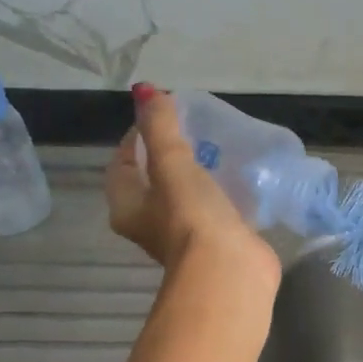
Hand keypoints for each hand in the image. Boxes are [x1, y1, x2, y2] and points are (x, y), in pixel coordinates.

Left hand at [108, 85, 280, 292]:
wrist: (229, 271)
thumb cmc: (191, 217)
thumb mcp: (172, 164)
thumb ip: (161, 127)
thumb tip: (146, 91)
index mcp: (127, 206)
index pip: (123, 163)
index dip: (137, 137)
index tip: (162, 115)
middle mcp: (150, 223)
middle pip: (153, 180)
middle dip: (170, 155)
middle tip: (193, 130)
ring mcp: (184, 236)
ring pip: (185, 196)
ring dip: (197, 175)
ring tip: (217, 150)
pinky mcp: (215, 242)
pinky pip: (213, 210)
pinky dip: (222, 194)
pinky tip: (239, 178)